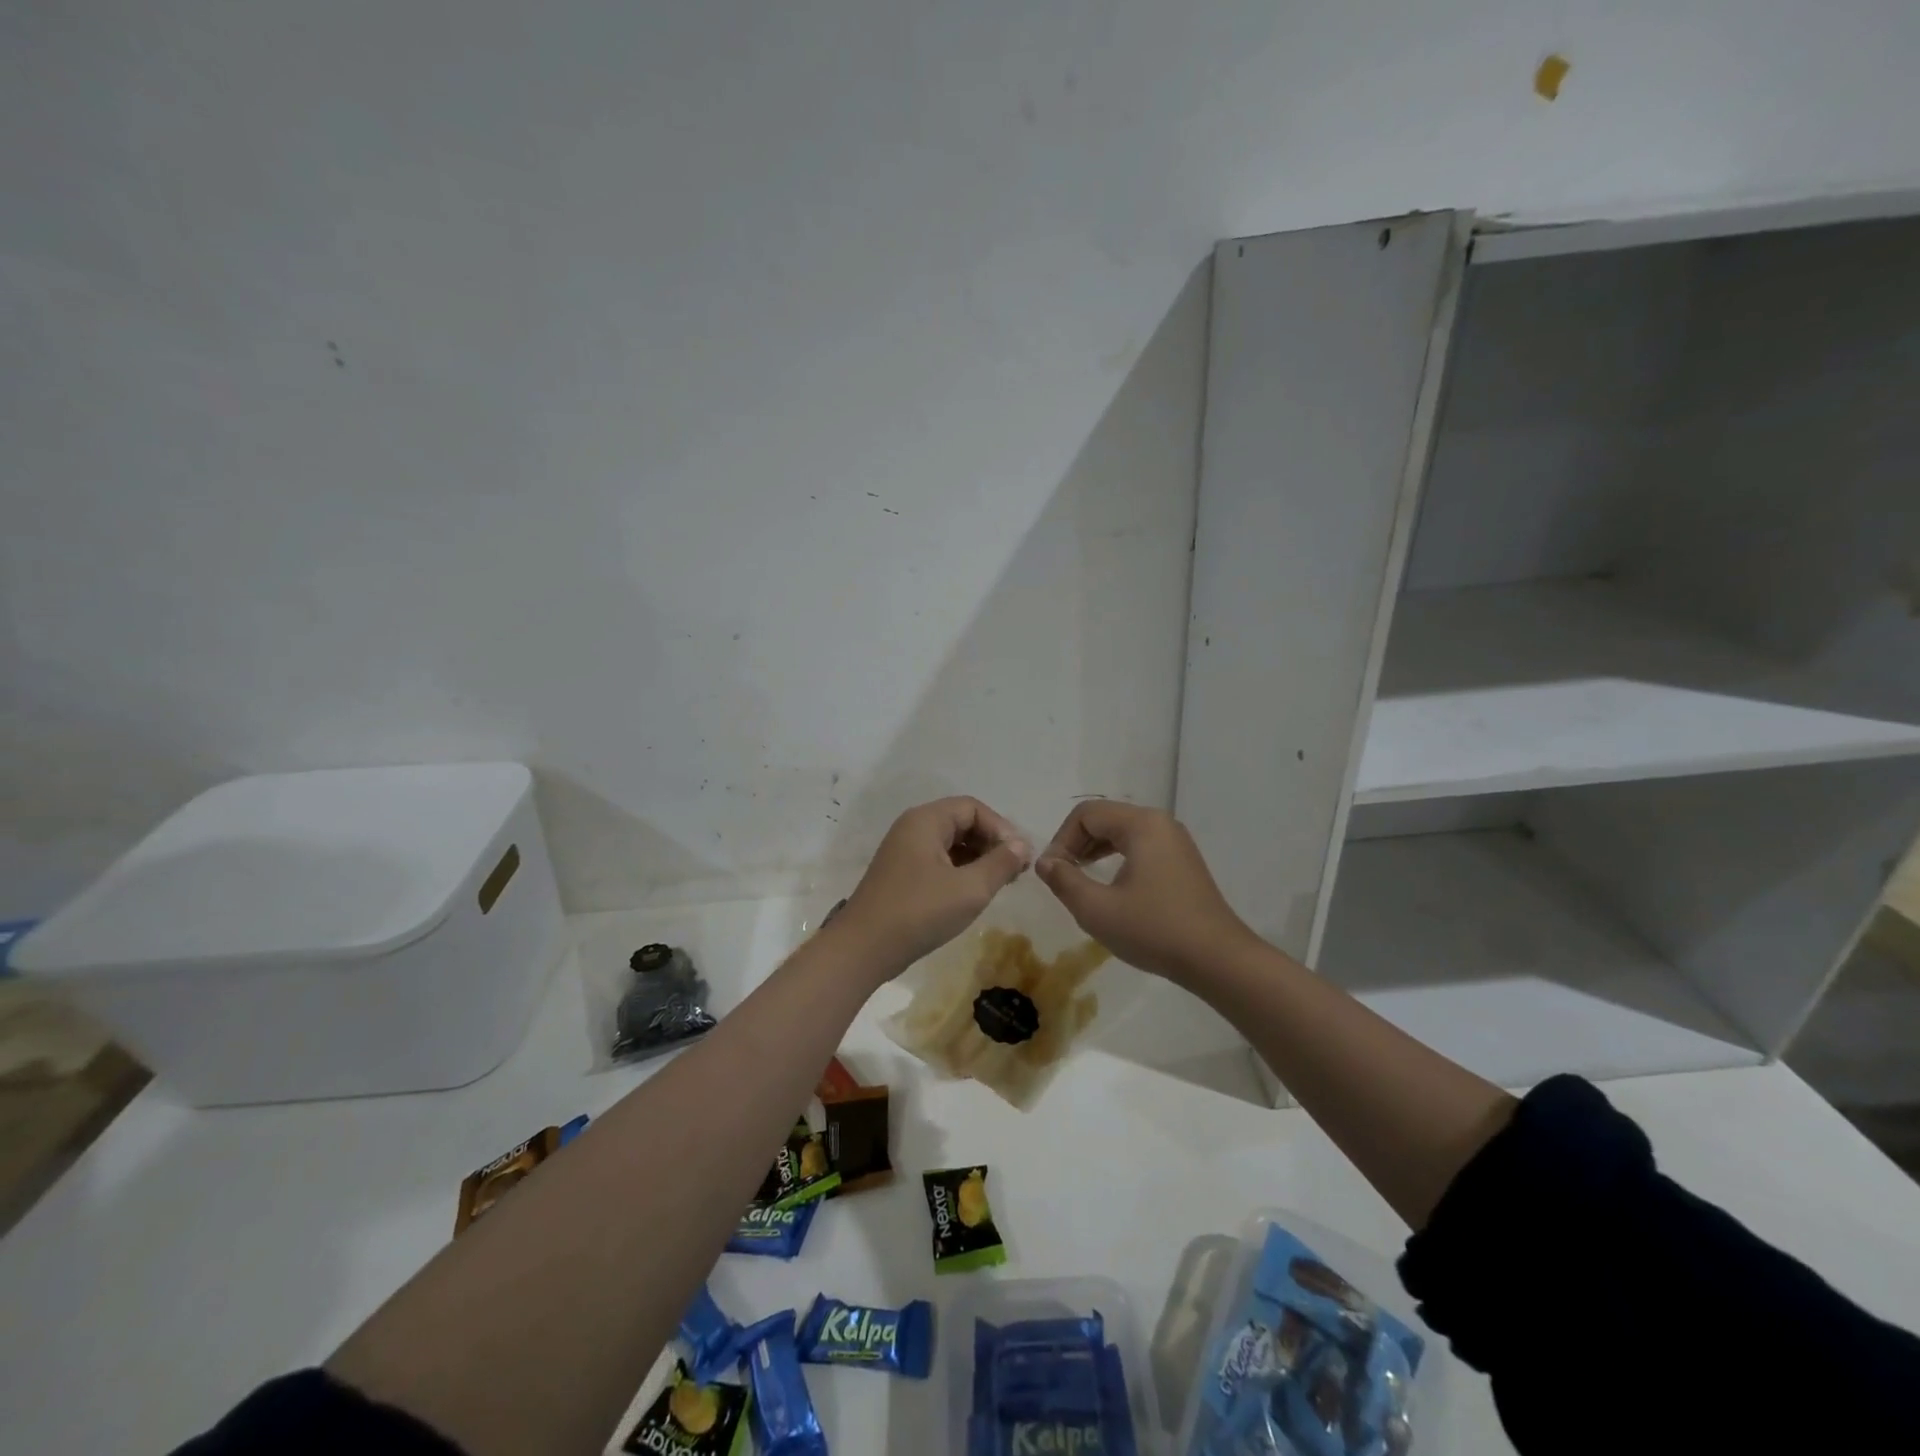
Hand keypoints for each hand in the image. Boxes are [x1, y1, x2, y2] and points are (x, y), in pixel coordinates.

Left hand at [834, 797, 1030, 973]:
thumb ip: (1000, 863)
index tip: (1020, 857)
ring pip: (951, 843)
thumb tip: (1022, 845)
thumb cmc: (920, 912)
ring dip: (978, 858)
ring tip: (1000, 883)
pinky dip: (961, 870)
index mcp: (926, 820)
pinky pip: (938, 860)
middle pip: (962, 822)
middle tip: (1015, 871)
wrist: (863, 949)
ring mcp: (904, 851)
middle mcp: (913, 828)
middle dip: (991, 843)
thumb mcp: (970, 889)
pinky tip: (974, 893)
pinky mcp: (902, 873)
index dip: (1001, 828)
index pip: (973, 808)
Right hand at [1034, 800, 1255, 981]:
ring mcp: (1175, 841)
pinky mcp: (1183, 861)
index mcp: (1141, 824)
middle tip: (1062, 876)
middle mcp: (1160, 823)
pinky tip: (1110, 886)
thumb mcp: (1096, 909)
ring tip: (1080, 879)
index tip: (1052, 873)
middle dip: (1077, 843)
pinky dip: (1117, 858)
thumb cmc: (1154, 930)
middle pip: (1105, 818)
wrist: (1217, 959)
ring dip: (1095, 850)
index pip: (1086, 814)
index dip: (1061, 840)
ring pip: (1123, 832)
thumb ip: (1064, 880)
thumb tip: (1045, 862)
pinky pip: (1140, 846)